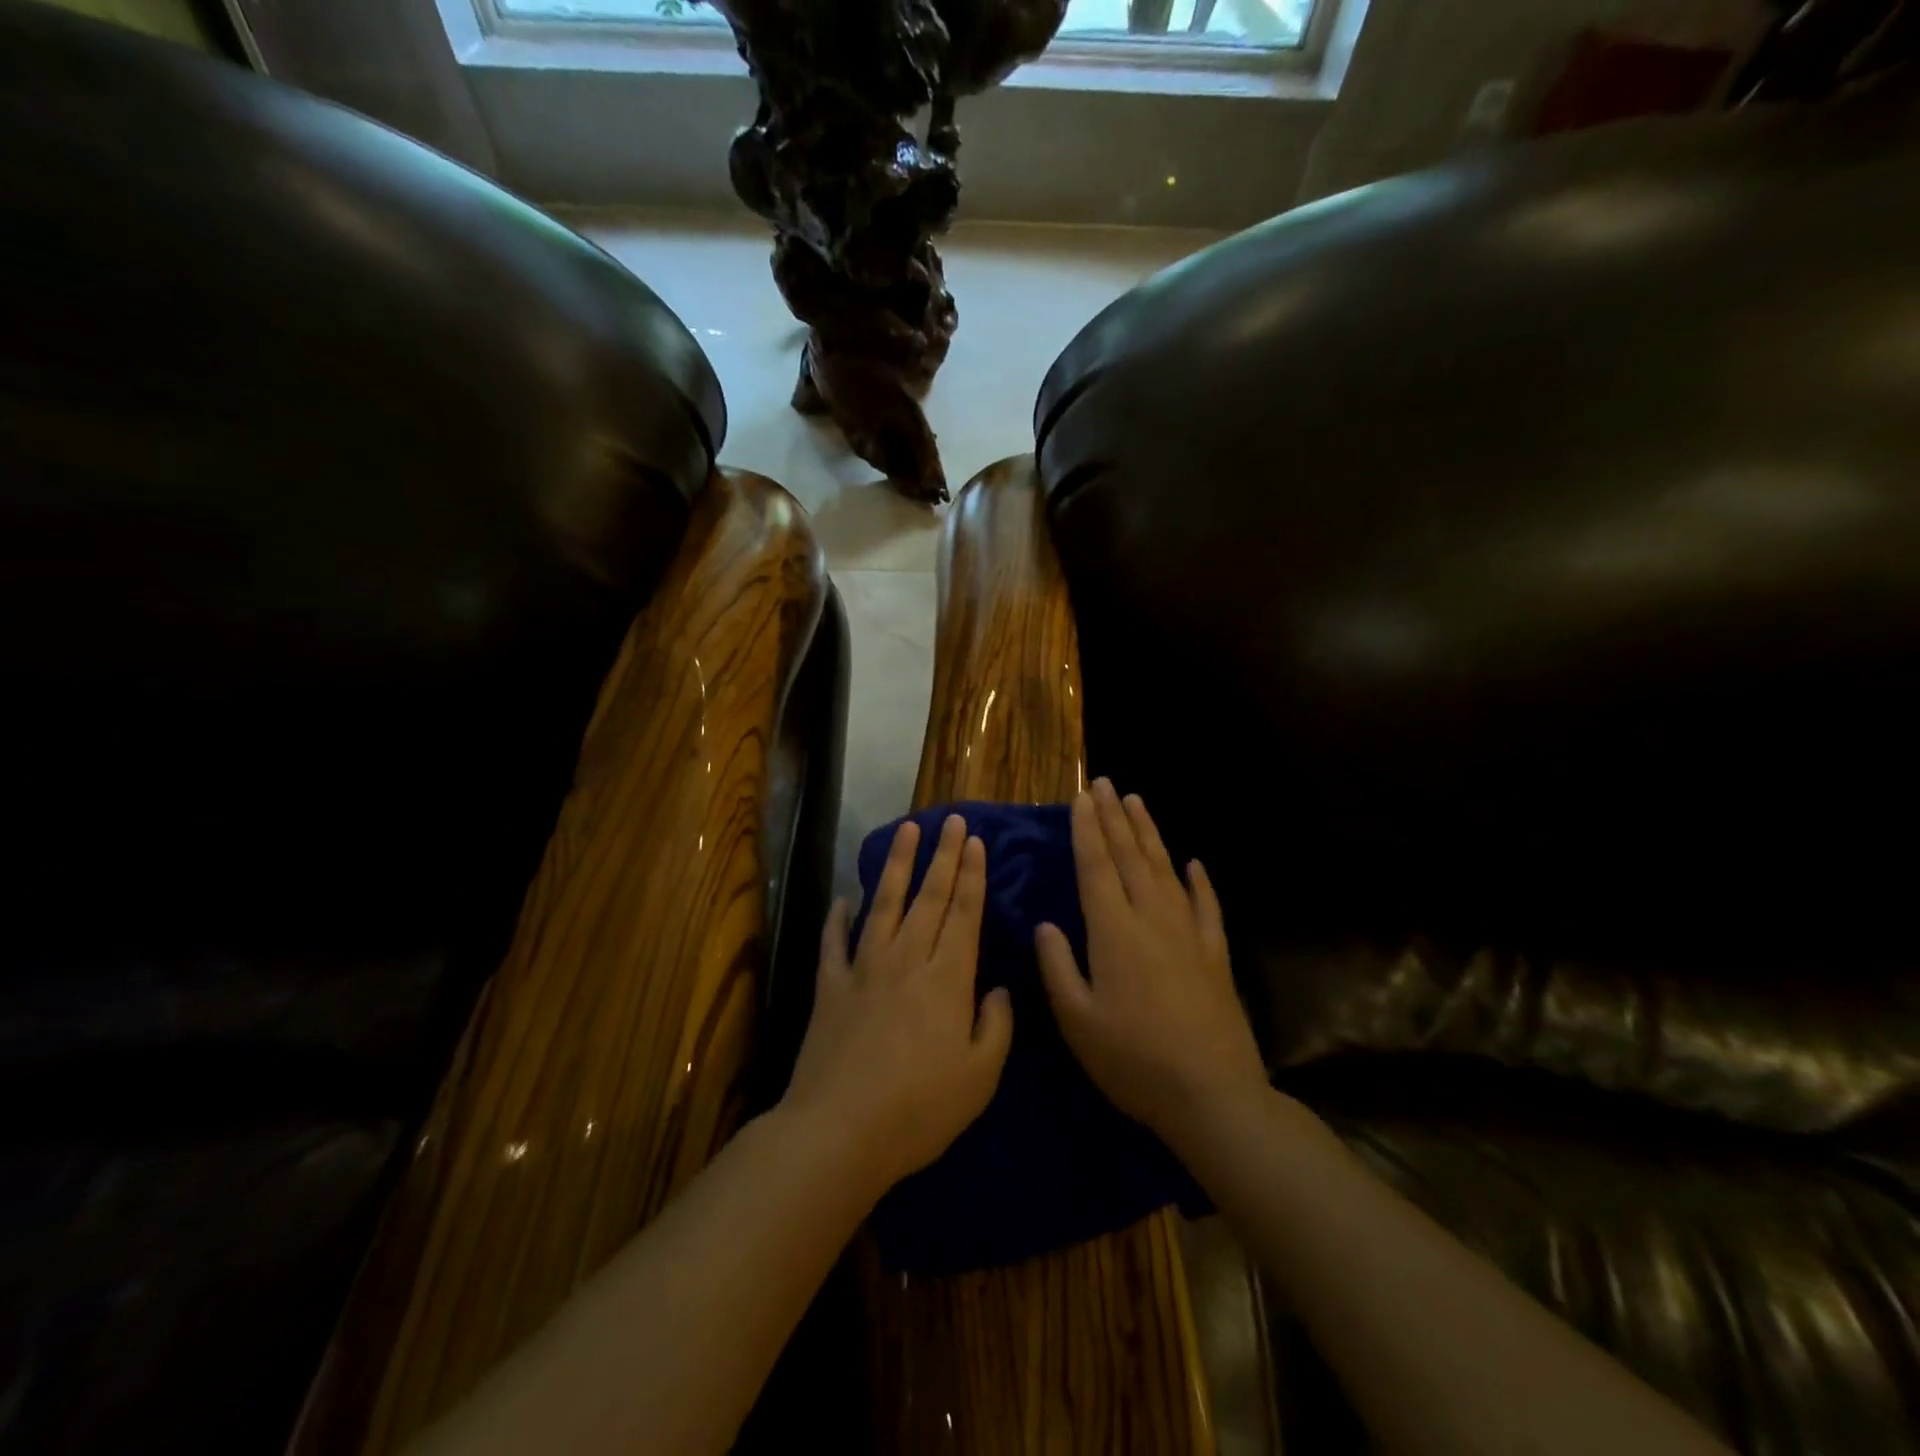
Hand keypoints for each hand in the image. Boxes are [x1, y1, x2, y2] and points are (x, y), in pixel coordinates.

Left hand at [783, 814, 1013, 1194]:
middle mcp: (906, 961)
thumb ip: (995, 1027)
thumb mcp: (979, 1078)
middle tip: (951, 819)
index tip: (974, 841)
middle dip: (943, 856)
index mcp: (946, 979)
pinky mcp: (830, 987)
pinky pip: (835, 943)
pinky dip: (838, 918)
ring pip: (884, 905)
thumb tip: (999, 990)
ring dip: (897, 865)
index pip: (963, 914)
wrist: (839, 1132)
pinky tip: (844, 898)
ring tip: (907, 831)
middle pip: (928, 898)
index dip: (971, 875)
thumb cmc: (919, 1110)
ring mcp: (863, 970)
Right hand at [1037, 779, 1267, 1148]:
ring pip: (1166, 869)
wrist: (1213, 1096)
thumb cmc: (1134, 1061)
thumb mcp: (1078, 1021)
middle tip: (1104, 783)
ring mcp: (1189, 933)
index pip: (1095, 866)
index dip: (1087, 829)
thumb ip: (1058, 967)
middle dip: (1114, 817)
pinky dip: (1200, 882)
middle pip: (1130, 856)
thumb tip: (1046, 925)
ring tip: (1137, 802)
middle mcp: (1152, 918)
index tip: (1081, 797)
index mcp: (1114, 931)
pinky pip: (1207, 906)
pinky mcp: (1216, 954)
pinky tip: (1195, 863)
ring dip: (1149, 833)